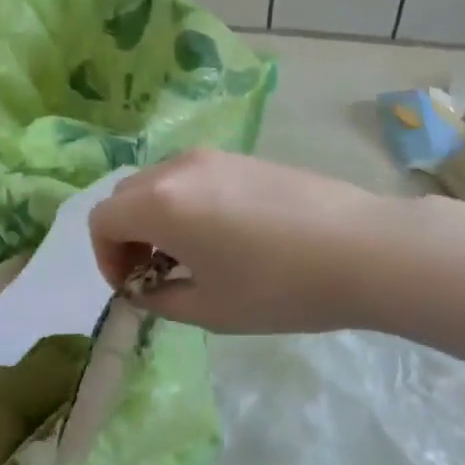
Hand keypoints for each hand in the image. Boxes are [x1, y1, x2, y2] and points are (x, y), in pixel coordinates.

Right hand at [87, 149, 386, 333]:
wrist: (362, 249)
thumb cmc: (278, 287)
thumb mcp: (211, 308)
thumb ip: (161, 299)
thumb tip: (145, 288)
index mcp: (161, 202)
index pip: (102, 220)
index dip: (105, 258)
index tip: (134, 289)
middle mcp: (180, 167)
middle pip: (127, 195)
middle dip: (128, 236)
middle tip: (156, 274)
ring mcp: (216, 157)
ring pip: (161, 182)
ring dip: (157, 218)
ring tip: (192, 257)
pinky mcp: (246, 157)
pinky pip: (195, 177)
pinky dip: (187, 203)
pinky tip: (226, 236)